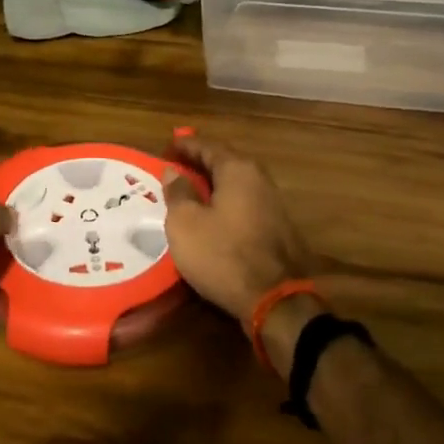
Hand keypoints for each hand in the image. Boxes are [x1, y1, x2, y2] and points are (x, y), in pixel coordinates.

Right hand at [163, 134, 310, 323]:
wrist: (274, 299)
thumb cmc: (223, 254)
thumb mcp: (185, 223)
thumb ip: (178, 193)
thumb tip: (173, 171)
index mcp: (238, 170)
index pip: (208, 146)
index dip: (185, 145)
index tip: (167, 145)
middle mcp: (259, 179)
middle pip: (225, 163)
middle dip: (199, 163)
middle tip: (174, 167)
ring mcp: (272, 204)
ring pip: (235, 185)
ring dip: (212, 185)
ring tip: (188, 191)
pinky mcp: (276, 229)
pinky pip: (243, 204)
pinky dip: (223, 203)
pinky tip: (209, 216)